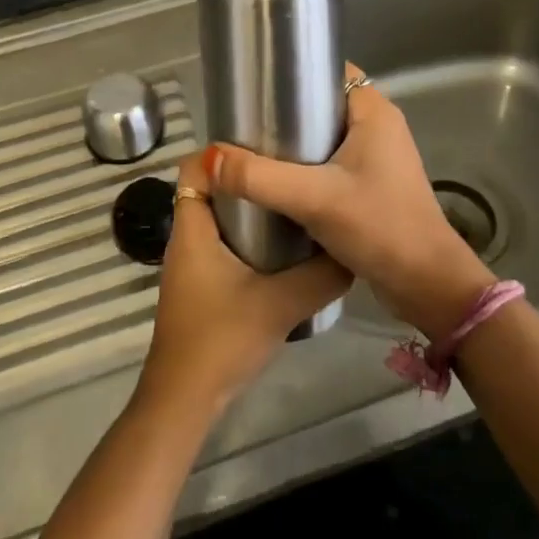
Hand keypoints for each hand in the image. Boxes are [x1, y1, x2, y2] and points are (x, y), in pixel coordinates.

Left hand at [136, 154, 350, 419]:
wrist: (185, 399)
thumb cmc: (221, 339)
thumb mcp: (280, 303)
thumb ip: (320, 276)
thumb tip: (353, 250)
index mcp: (193, 227)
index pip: (195, 166)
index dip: (222, 148)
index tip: (264, 139)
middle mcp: (187, 236)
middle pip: (210, 188)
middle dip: (246, 175)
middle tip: (290, 166)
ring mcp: (192, 262)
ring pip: (218, 217)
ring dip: (249, 207)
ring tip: (293, 197)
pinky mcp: (201, 284)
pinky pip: (222, 242)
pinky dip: (247, 236)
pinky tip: (284, 246)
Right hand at [205, 62, 494, 339]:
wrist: (427, 286)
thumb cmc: (379, 227)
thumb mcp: (314, 199)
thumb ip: (259, 178)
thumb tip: (208, 159)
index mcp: (374, 111)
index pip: (328, 71)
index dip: (293, 73)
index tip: (254, 86)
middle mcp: (378, 126)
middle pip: (322, 103)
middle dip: (285, 112)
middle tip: (243, 124)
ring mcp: (378, 157)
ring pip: (325, 136)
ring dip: (294, 144)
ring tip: (251, 151)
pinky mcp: (373, 185)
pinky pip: (331, 162)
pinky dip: (306, 167)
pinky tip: (277, 182)